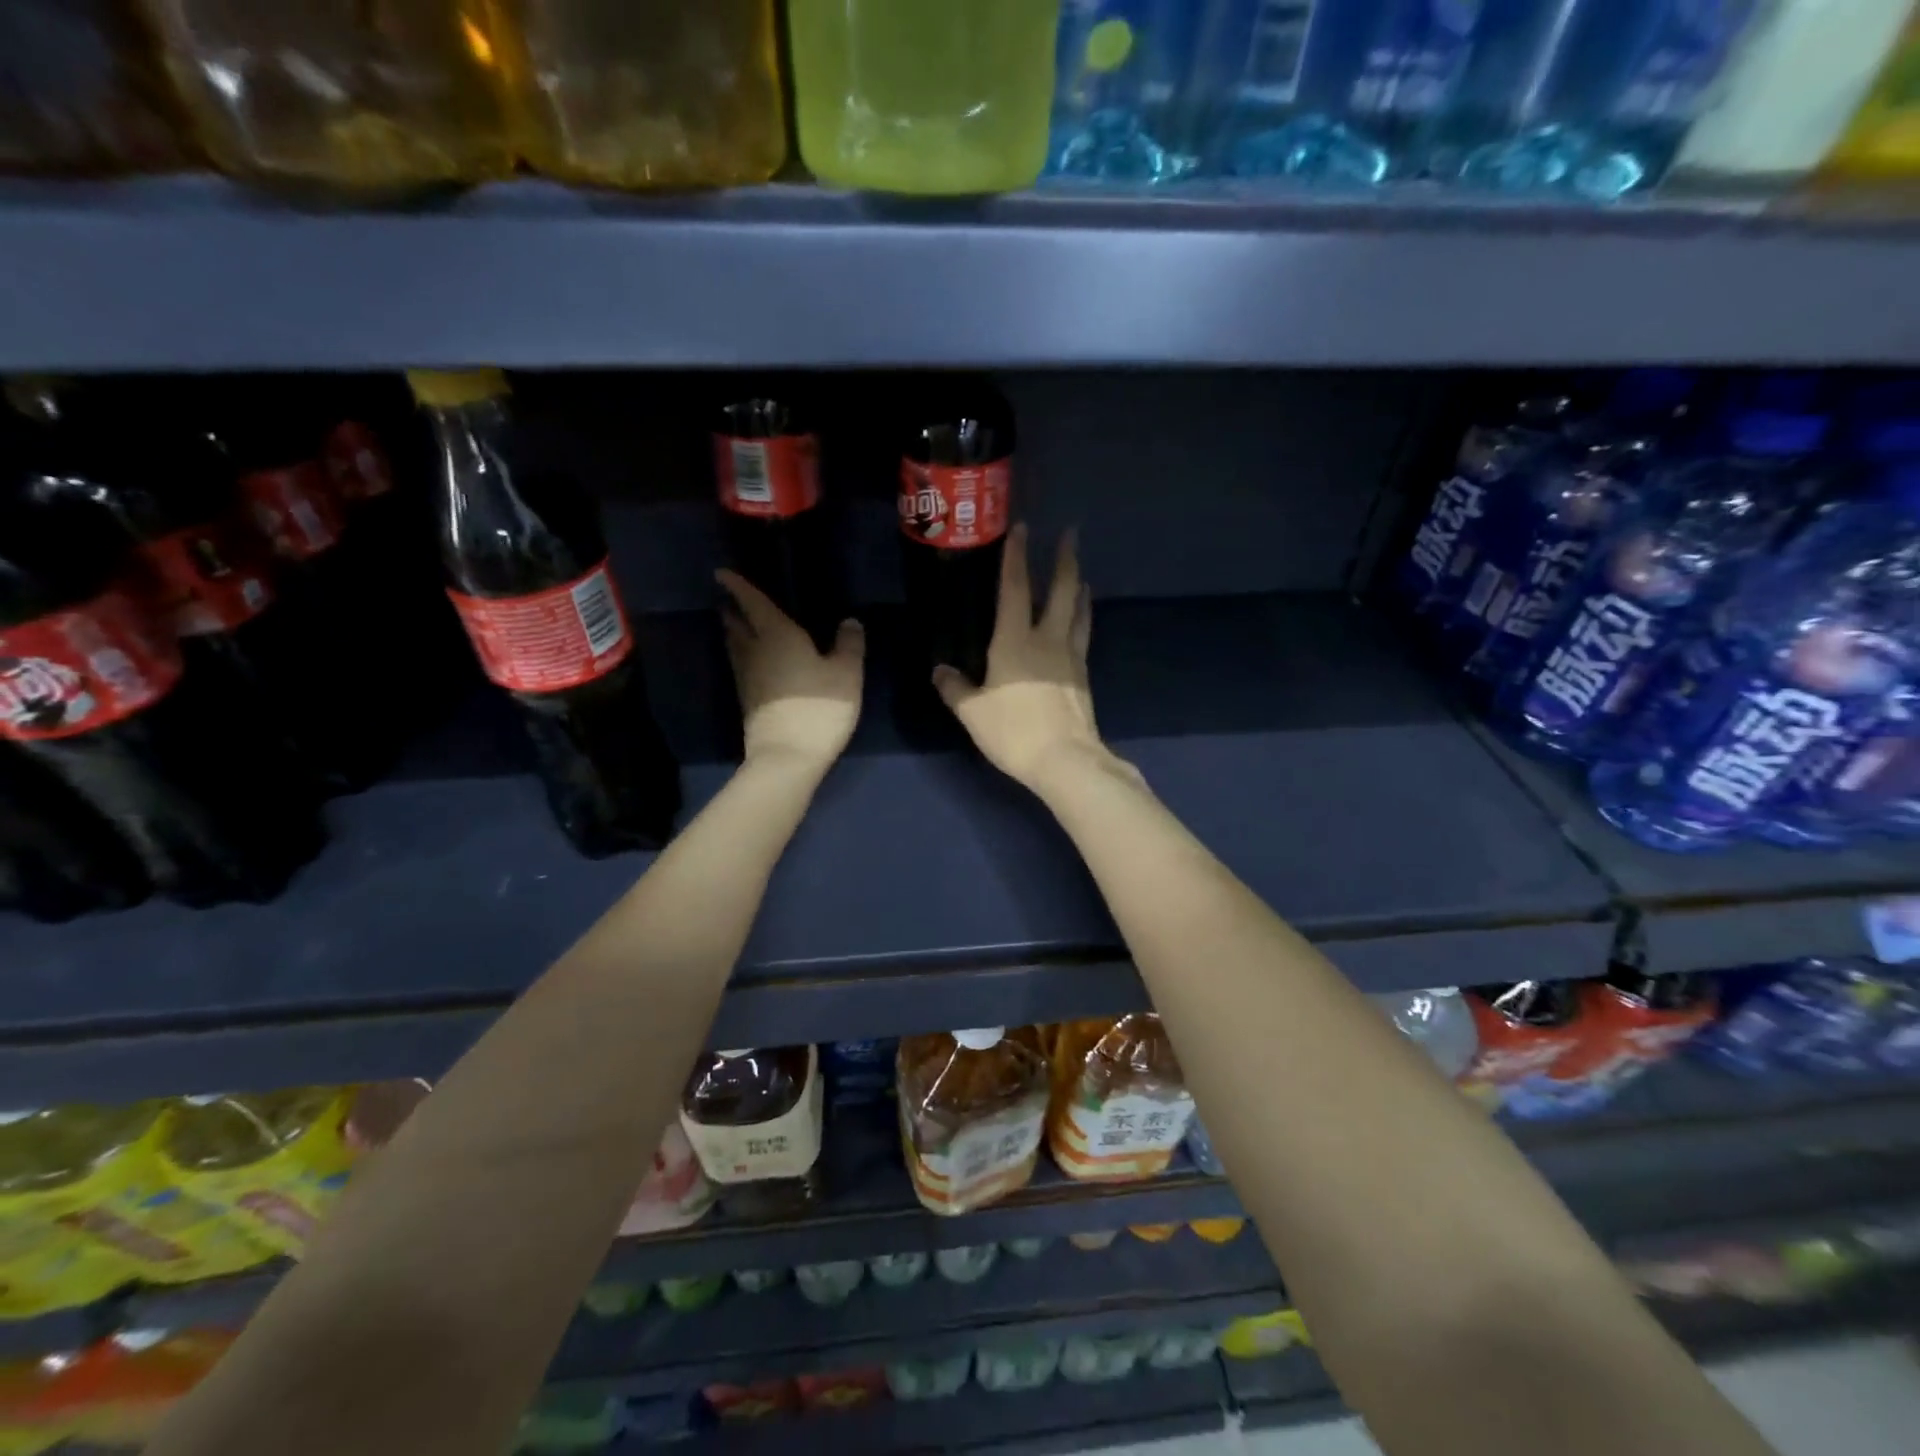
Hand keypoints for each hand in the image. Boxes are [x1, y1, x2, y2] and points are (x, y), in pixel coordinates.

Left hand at [717, 571, 863, 771]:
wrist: (787, 757)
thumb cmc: (818, 708)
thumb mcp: (846, 674)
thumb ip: (849, 645)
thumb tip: (849, 622)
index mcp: (777, 635)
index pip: (753, 603)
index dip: (738, 586)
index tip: (721, 573)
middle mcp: (755, 652)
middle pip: (737, 626)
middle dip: (733, 611)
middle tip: (730, 600)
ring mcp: (748, 679)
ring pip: (736, 648)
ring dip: (735, 634)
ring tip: (738, 626)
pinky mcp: (748, 702)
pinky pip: (743, 667)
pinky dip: (745, 656)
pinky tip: (755, 661)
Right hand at [934, 524, 1120, 791]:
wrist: (1065, 759)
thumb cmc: (1014, 732)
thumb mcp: (973, 713)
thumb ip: (955, 688)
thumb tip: (940, 671)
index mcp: (1015, 642)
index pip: (1015, 589)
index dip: (1016, 557)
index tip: (1021, 528)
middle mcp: (1047, 640)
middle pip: (1061, 591)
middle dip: (1064, 559)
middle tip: (1070, 534)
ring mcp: (1070, 657)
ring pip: (1078, 612)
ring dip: (1078, 587)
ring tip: (1079, 573)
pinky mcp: (1083, 677)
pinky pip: (1083, 636)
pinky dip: (1083, 618)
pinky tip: (1081, 620)